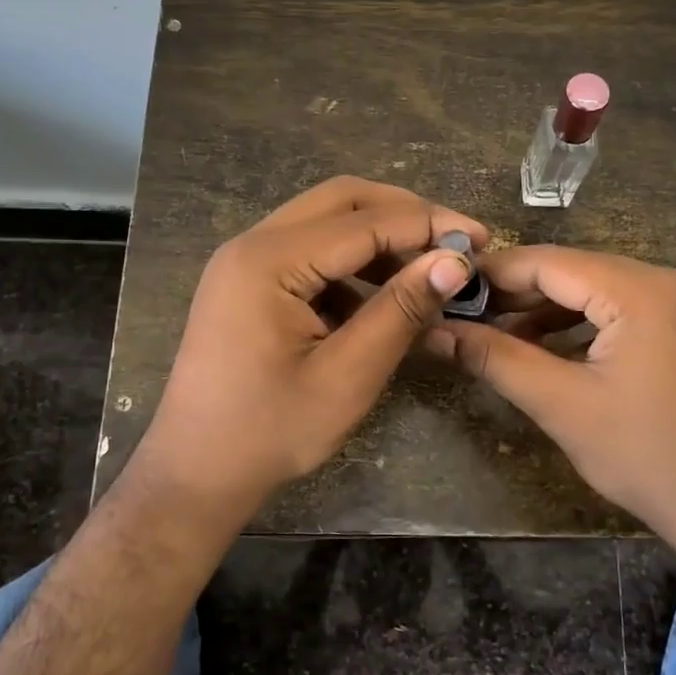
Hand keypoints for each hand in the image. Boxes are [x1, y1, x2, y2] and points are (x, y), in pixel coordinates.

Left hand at [132, 177, 482, 513]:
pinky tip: (379, 299)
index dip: (428, 225)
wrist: (195, 473)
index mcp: (268, 261)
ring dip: (378, 238)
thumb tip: (454, 261)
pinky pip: (308, 252)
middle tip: (453, 243)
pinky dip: (351, 264)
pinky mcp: (248, 282)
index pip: (365, 222)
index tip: (480, 239)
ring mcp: (244, 261)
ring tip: (425, 271)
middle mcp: (251, 244)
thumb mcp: (347, 376)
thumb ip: (400, 311)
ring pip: (325, 222)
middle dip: (403, 215)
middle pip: (341, 201)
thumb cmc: (270, 431)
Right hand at [427, 246, 675, 551]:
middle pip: (579, 271)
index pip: (552, 263)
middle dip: (522, 294)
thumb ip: (496, 358)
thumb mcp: (561, 405)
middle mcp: (674, 278)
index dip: (496, 274)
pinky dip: (590, 323)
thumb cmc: (645, 457)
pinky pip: (631, 307)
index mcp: (644, 291)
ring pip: (604, 288)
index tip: (452, 289)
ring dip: (553, 310)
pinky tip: (553, 346)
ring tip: (503, 336)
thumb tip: (435, 332)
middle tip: (471, 317)